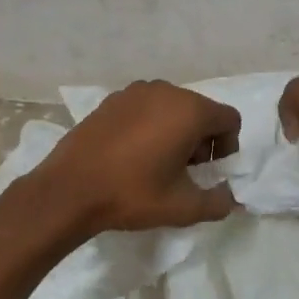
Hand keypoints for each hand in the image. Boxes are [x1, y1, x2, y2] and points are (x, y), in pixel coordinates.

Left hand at [26, 80, 241, 237]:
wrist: (69, 189)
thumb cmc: (132, 194)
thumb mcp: (183, 208)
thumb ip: (218, 202)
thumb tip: (229, 197)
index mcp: (190, 110)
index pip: (229, 119)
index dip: (228, 147)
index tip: (208, 172)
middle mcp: (166, 91)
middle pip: (201, 111)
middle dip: (201, 140)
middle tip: (183, 172)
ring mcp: (136, 91)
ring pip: (172, 107)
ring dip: (176, 131)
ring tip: (156, 163)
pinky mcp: (112, 99)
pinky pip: (146, 107)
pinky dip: (150, 125)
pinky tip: (131, 154)